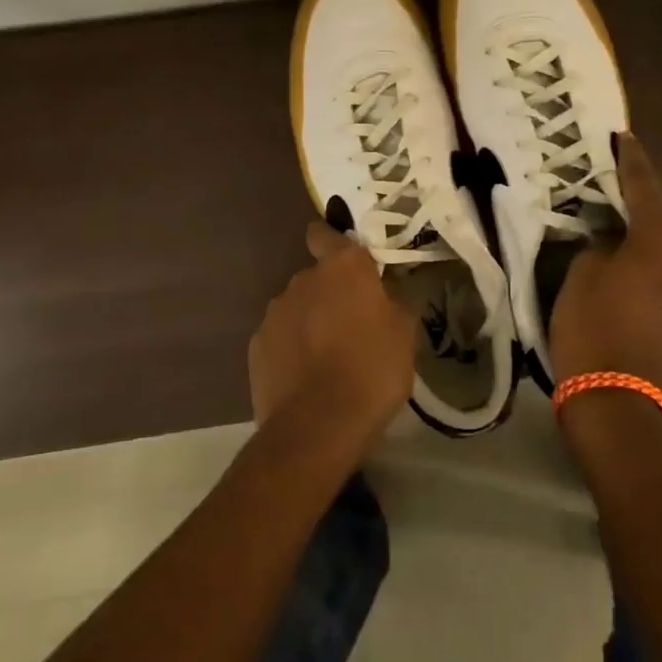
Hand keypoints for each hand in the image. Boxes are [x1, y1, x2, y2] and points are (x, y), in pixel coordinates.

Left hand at [249, 221, 415, 448]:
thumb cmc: (372, 371)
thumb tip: (386, 291)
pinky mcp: (257, 346)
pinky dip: (291, 349)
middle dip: (331, 294)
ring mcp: (275, 313)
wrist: (318, 427)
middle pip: (316, 277)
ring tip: (328, 359)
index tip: (347, 263)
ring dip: (310, 322)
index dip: (333, 242)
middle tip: (353, 326)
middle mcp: (303, 280)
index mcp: (342, 268)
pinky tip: (306, 378)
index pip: (325, 234)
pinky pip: (280, 337)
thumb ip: (394, 301)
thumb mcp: (405, 334)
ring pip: (297, 308)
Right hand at [550, 133, 661, 433]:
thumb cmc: (593, 334)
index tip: (624, 137)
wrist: (624, 415)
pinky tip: (654, 304)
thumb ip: (599, 247)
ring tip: (636, 254)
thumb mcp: (579, 278)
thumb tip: (612, 243)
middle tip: (621, 202)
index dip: (631, 159)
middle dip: (648, 211)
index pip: (645, 184)